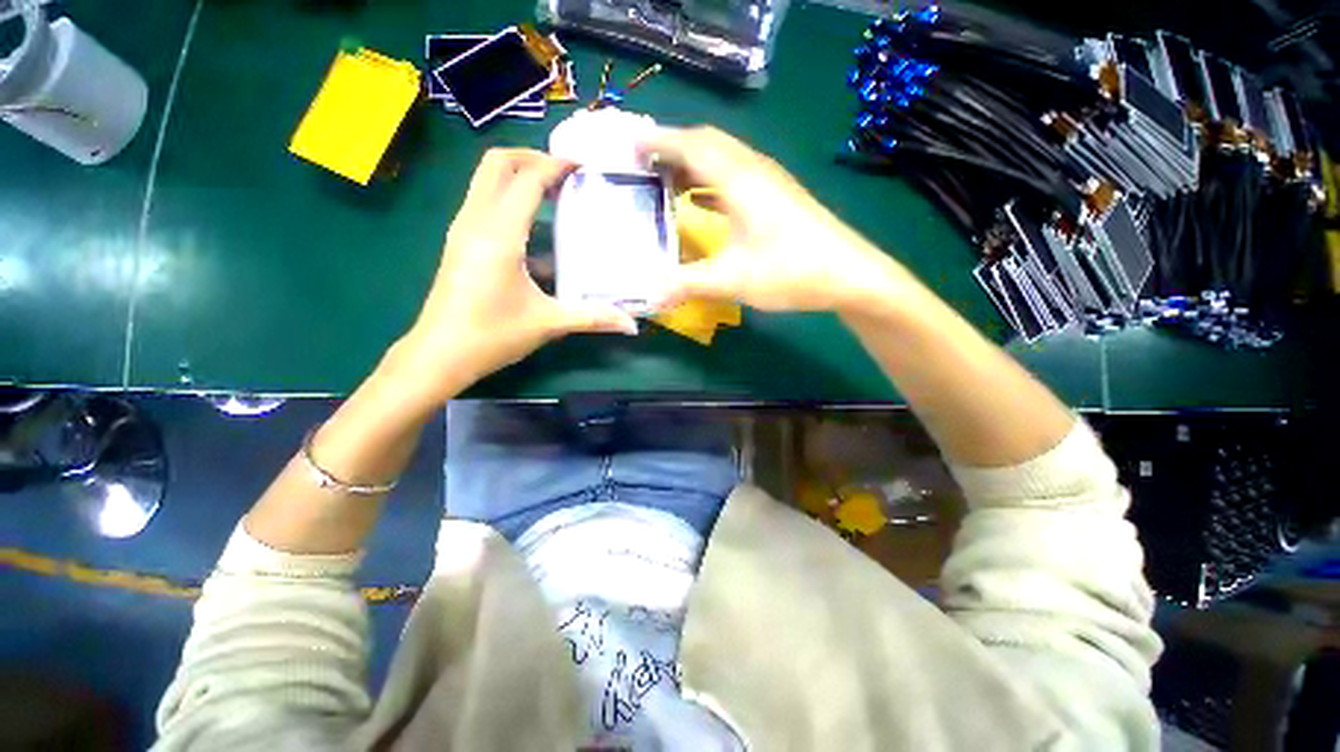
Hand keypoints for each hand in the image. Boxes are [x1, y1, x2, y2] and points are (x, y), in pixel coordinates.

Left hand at [391, 149, 636, 406]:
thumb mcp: (548, 323)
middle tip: (566, 174)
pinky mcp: (459, 241)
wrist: (439, 354)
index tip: (585, 167)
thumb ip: (593, 318)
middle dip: (533, 157)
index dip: (556, 166)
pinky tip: (535, 228)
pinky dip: (508, 197)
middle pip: (497, 163)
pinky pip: (483, 200)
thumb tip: (632, 325)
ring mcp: (462, 229)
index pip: (527, 179)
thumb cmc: (492, 336)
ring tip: (555, 193)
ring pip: (485, 179)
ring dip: (519, 175)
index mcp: (499, 234)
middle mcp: (475, 220)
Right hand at [640, 127, 909, 313]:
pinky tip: (702, 200)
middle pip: (708, 142)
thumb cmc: (791, 270)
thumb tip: (649, 295)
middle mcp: (754, 170)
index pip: (692, 145)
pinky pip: (737, 176)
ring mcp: (770, 182)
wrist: (850, 275)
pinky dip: (712, 181)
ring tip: (667, 180)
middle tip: (645, 164)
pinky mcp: (779, 197)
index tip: (630, 145)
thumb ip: (688, 284)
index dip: (659, 141)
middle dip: (673, 147)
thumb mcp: (734, 280)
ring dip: (693, 163)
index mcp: (739, 180)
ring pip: (724, 157)